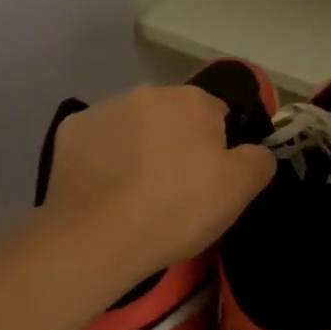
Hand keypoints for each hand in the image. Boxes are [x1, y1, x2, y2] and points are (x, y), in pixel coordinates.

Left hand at [40, 85, 275, 285]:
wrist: (98, 237)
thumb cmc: (177, 210)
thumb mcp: (239, 190)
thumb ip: (259, 160)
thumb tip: (256, 149)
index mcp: (192, 100)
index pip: (216, 115)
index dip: (216, 149)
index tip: (207, 181)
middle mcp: (148, 92)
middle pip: (172, 117)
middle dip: (175, 143)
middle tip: (172, 189)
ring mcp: (105, 108)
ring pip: (133, 126)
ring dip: (138, 148)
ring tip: (134, 194)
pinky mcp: (71, 130)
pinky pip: (97, 141)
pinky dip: (103, 158)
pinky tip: (103, 190)